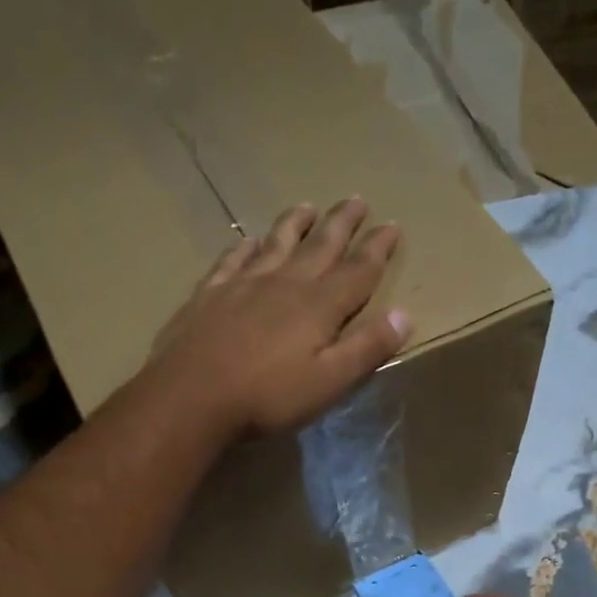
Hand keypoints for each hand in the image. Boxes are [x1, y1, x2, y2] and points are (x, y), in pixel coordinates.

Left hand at [153, 200, 411, 437]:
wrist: (191, 396)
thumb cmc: (267, 397)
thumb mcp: (329, 382)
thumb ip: (366, 348)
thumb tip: (404, 315)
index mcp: (319, 306)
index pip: (358, 270)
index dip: (377, 249)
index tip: (392, 226)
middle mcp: (285, 284)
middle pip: (320, 246)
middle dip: (342, 224)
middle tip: (356, 200)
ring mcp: (244, 285)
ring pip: (276, 244)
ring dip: (295, 224)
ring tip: (307, 207)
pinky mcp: (210, 295)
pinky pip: (233, 260)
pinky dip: (246, 247)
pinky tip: (249, 241)